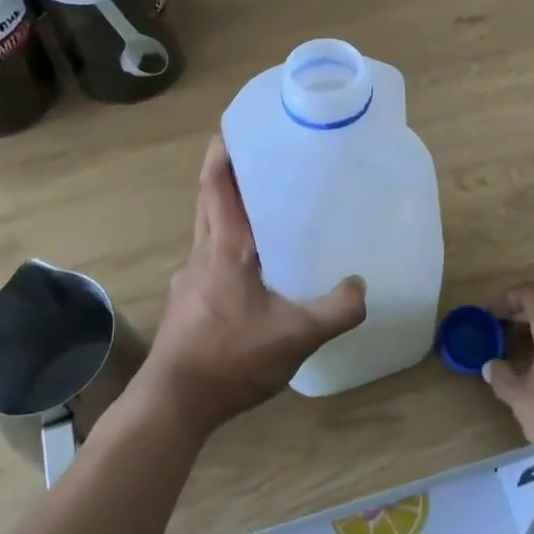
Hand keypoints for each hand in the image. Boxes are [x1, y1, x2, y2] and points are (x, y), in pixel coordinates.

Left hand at [138, 137, 366, 439]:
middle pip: (209, 203)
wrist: (172, 405)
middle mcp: (201, 256)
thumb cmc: (230, 359)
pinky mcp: (186, 306)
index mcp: (224, 249)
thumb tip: (360, 286)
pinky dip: (227, 250)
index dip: (222, 154)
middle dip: (227, 177)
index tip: (234, 129)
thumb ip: (336, 310)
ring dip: (227, 215)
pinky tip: (252, 275)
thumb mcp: (296, 336)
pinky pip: (208, 262)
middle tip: (259, 162)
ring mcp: (188, 282)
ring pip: (207, 233)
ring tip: (263, 215)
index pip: (217, 186)